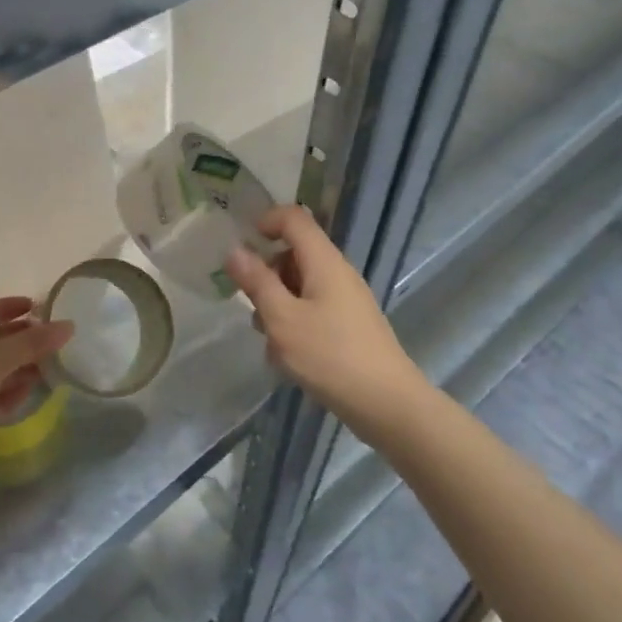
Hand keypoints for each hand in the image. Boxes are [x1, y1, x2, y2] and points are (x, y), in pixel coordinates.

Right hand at [225, 206, 425, 434]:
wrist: (386, 403)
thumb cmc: (329, 356)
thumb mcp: (282, 319)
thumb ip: (257, 282)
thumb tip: (235, 250)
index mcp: (324, 262)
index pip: (294, 218)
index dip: (265, 222)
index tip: (241, 248)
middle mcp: (338, 273)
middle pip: (295, 253)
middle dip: (267, 274)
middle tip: (251, 306)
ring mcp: (346, 300)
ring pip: (301, 285)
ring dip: (277, 303)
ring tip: (269, 340)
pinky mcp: (349, 325)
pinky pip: (313, 309)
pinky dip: (294, 322)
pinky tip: (288, 356)